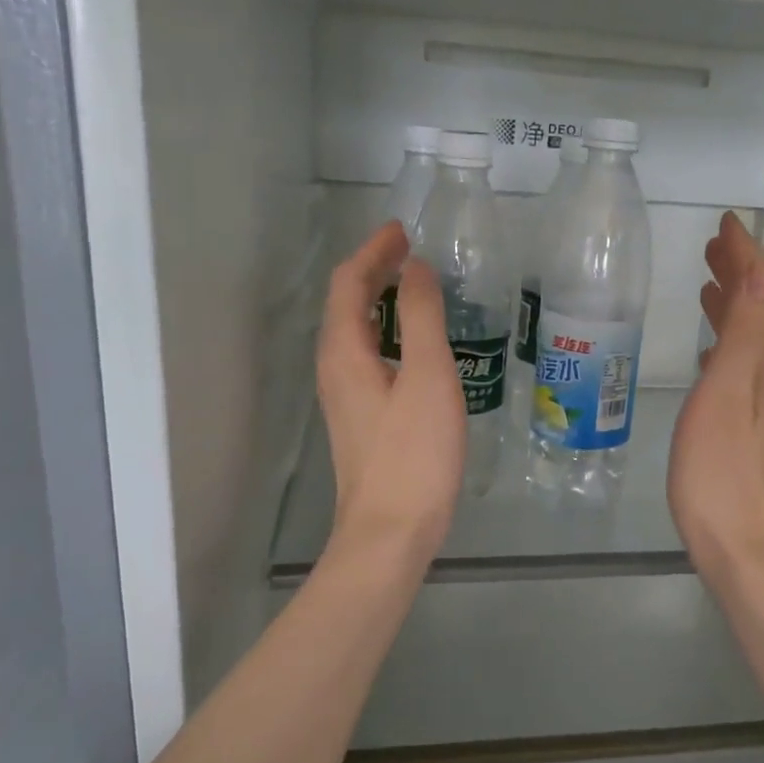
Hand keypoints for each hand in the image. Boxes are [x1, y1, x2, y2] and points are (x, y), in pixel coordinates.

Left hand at [317, 221, 466, 564]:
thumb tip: (415, 268)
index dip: (372, 252)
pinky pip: (368, 356)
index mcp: (345, 352)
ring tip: (413, 287)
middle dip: (373, 271)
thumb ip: (423, 316)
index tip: (402, 230)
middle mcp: (335, 369)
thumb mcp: (428, 376)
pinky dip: (387, 332)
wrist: (391, 531)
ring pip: (355, 332)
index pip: (349, 284)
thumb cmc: (414, 454)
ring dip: (379, 301)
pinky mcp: (361, 419)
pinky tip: (415, 345)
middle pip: (346, 305)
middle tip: (409, 252)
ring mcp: (345, 397)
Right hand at [669, 213, 763, 581]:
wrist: (745, 550)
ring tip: (707, 286)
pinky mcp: (748, 432)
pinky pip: (739, 368)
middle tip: (713, 246)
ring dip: (732, 307)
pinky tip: (711, 354)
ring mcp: (762, 406)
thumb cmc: (721, 473)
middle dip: (739, 274)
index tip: (727, 221)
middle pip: (759, 312)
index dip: (745, 253)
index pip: (761, 290)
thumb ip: (747, 331)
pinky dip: (726, 345)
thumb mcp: (728, 393)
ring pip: (749, 339)